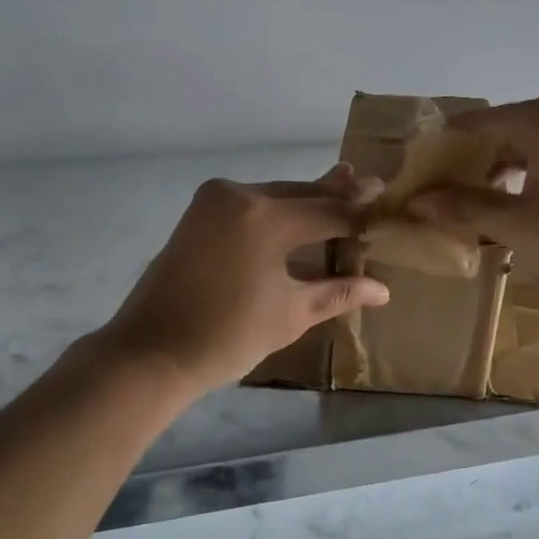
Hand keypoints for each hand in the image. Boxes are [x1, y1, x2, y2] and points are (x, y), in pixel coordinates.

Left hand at [98, 165, 389, 396]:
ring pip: (275, 194)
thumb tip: (382, 289)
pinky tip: (297, 208)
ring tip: (341, 188)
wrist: (151, 352)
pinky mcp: (199, 211)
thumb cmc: (226, 337)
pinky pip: (251, 202)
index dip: (360, 210)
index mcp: (266, 218)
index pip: (328, 210)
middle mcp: (240, 195)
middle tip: (370, 185)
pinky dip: (277, 207)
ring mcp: (215, 200)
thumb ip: (337, 292)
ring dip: (306, 199)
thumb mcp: (290, 314)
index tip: (387, 199)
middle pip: (301, 193)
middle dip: (335, 194)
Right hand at [406, 95, 538, 291]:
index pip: (470, 125)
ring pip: (522, 150)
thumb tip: (416, 202)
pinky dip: (524, 183)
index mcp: (538, 117)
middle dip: (465, 168)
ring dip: (494, 179)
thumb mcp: (519, 224)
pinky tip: (514, 214)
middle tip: (438, 203)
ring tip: (471, 213)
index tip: (415, 183)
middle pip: (496, 135)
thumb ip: (465, 208)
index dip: (439, 153)